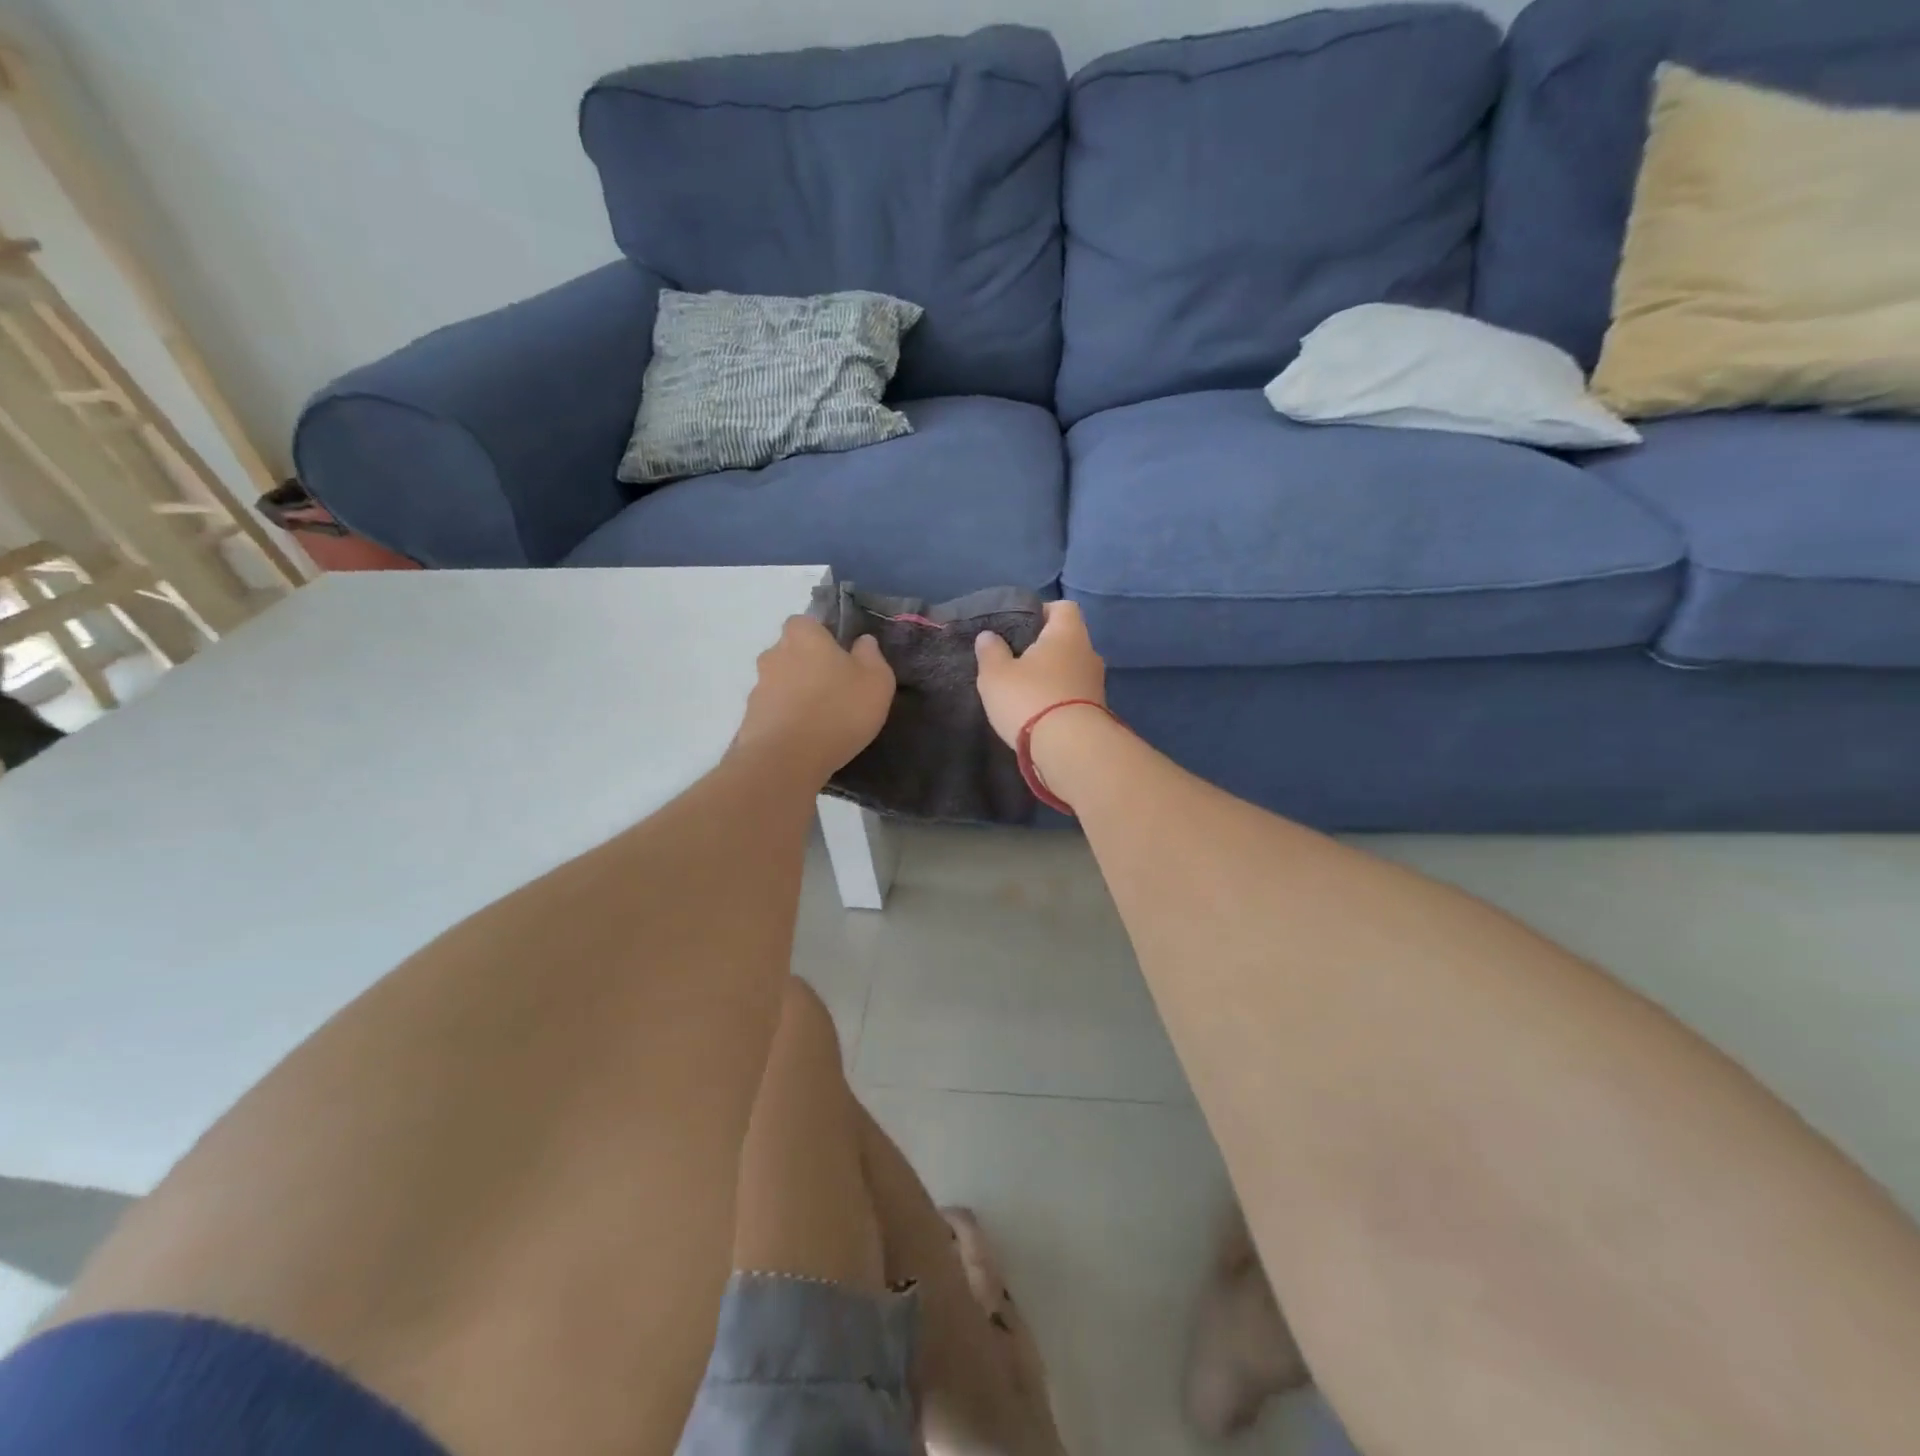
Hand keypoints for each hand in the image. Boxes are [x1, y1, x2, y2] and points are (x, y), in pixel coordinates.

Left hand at [733, 616, 895, 781]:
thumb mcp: (876, 681)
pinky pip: (774, 712)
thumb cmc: (838, 710)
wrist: (787, 759)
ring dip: (796, 695)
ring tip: (821, 721)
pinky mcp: (750, 719)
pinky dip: (786, 720)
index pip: (807, 623)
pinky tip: (804, 739)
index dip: (823, 638)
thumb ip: (871, 656)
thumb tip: (863, 642)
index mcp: (803, 635)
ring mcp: (757, 687)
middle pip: (792, 652)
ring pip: (781, 683)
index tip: (841, 658)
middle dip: (808, 666)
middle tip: (834, 690)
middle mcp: (773, 654)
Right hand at [974, 600, 1106, 748]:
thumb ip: (990, 651)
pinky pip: (1074, 695)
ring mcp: (1096, 684)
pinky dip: (1058, 699)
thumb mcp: (996, 674)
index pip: (1063, 607)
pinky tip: (1038, 712)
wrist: (1070, 750)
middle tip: (1015, 660)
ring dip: (1051, 676)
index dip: (1041, 611)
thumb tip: (988, 636)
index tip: (1019, 626)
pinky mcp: (1097, 712)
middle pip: (1067, 640)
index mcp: (1068, 633)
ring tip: (1024, 690)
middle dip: (1044, 648)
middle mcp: (1089, 653)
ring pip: (1071, 669)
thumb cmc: (1030, 699)